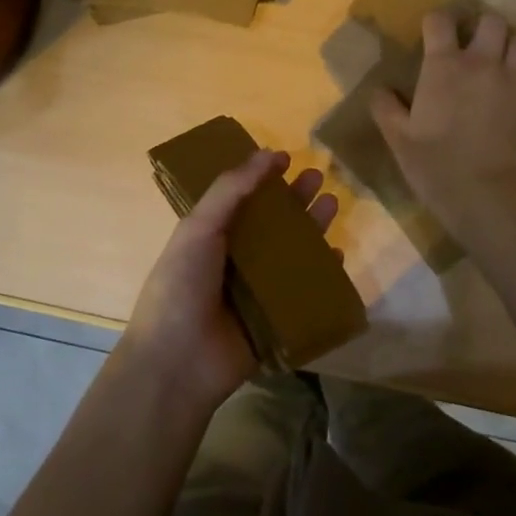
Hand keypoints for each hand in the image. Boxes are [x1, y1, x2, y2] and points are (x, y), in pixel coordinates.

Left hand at [120, 148, 338, 412]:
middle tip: (318, 176)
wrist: (179, 362)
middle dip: (295, 199)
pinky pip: (304, 291)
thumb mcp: (199, 228)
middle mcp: (235, 259)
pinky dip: (322, 273)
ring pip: (291, 252)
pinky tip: (337, 255)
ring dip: (312, 228)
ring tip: (333, 204)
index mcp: (210, 236)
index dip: (262, 177)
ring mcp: (256, 290)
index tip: (285, 158)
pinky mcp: (276, 318)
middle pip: (272, 222)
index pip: (241, 199)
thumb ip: (231, 190)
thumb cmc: (181, 286)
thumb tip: (266, 153)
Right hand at [370, 10, 515, 227]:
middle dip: (480, 25)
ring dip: (506, 43)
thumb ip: (386, 108)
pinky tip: (507, 85)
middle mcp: (480, 62)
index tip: (429, 33)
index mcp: (444, 65)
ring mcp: (508, 79)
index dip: (434, 22)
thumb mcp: (398, 136)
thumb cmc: (434, 160)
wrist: (482, 190)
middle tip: (469, 43)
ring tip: (494, 58)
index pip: (440, 21)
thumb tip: (380, 90)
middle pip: (491, 21)